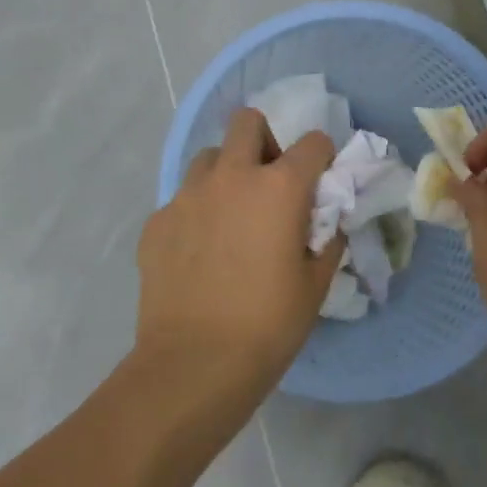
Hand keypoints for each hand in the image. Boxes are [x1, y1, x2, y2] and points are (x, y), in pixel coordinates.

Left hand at [135, 107, 342, 399]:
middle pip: (247, 122)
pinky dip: (197, 211)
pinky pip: (182, 199)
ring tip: (231, 214)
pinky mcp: (157, 221)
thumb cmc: (268, 325)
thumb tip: (328, 225)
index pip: (312, 143)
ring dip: (226, 172)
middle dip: (265, 139)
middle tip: (269, 180)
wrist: (195, 364)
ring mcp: (187, 196)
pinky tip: (200, 250)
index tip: (320, 180)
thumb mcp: (315, 284)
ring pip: (209, 157)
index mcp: (279, 188)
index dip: (322, 157)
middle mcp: (232, 177)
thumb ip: (328, 241)